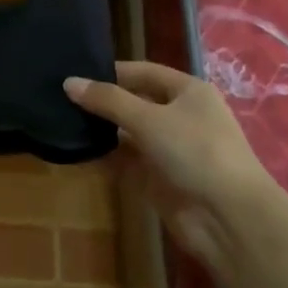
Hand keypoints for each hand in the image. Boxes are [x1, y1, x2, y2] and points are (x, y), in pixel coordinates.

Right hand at [65, 61, 274, 271]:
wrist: (227, 216)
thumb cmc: (195, 152)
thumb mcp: (149, 119)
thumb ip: (108, 101)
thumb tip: (69, 82)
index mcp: (188, 92)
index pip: (143, 72)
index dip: (111, 71)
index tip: (74, 72)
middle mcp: (180, 116)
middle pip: (134, 102)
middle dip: (102, 101)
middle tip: (59, 98)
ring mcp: (169, 149)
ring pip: (128, 133)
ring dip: (101, 130)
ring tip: (60, 121)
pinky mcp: (158, 178)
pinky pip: (126, 161)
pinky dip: (105, 156)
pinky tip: (76, 151)